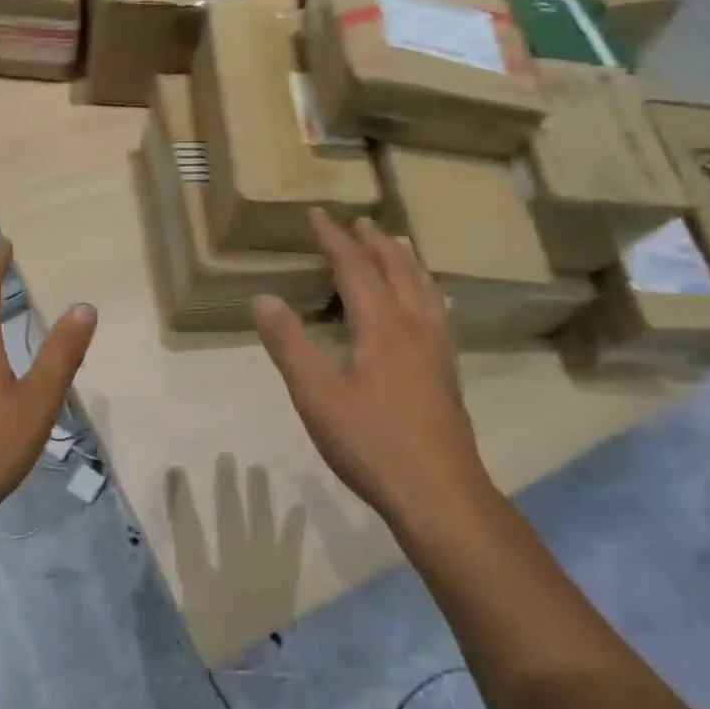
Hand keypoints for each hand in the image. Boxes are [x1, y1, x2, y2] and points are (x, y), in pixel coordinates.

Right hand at [252, 211, 492, 529]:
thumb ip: (289, 345)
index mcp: (382, 326)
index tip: (317, 215)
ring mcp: (437, 349)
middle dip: (373, 241)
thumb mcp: (317, 396)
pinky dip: (425, 289)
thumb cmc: (372, 444)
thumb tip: (263, 298)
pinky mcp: (447, 371)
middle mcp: (415, 326)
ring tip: (394, 243)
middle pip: (396, 269)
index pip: (355, 267)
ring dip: (404, 259)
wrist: (439, 493)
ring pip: (423, 287)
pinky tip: (429, 301)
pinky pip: (437, 311)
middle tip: (356, 221)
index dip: (334, 239)